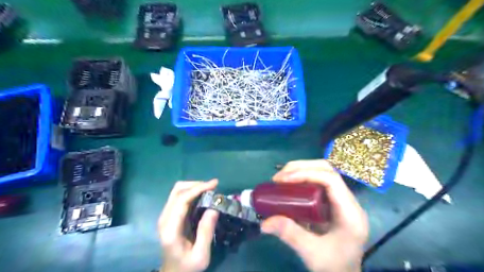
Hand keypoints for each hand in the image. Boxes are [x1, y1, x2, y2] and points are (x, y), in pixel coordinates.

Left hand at [159, 180, 218, 270]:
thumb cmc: (187, 267)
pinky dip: (192, 192)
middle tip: (214, 187)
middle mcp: (165, 218)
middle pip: (178, 190)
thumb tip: (214, 207)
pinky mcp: (170, 215)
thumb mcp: (201, 255)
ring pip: (178, 191)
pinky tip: (203, 196)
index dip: (198, 188)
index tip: (215, 184)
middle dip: (197, 185)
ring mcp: (166, 216)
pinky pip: (180, 196)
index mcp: (170, 229)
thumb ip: (206, 232)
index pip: (181, 200)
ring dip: (194, 187)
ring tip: (210, 190)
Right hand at [261, 160, 366, 270]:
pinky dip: (302, 178)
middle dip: (301, 168)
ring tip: (281, 178)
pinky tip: (290, 186)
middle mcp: (349, 201)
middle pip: (327, 170)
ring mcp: (342, 200)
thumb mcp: (312, 253)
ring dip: (301, 170)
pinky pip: (319, 182)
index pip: (331, 180)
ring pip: (323, 172)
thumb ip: (290, 235)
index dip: (306, 174)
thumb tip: (264, 222)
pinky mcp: (334, 202)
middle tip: (279, 177)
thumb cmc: (334, 267)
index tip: (282, 180)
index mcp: (350, 213)